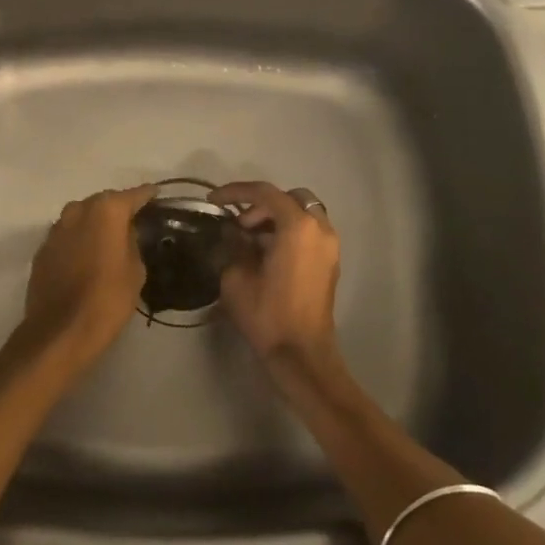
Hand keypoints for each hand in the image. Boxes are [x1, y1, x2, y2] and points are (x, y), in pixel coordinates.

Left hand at [19, 186, 155, 364]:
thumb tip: (126, 233)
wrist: (60, 331)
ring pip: (81, 216)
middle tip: (134, 221)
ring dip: (95, 223)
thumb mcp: (136, 271)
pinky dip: (78, 239)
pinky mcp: (42, 249)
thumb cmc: (107, 299)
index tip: (158, 195)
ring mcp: (56, 229)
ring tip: (109, 237)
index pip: (133, 195)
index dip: (147, 195)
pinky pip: (67, 235)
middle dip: (118, 208)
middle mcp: (78, 211)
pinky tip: (87, 255)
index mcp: (106, 211)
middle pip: (103, 202)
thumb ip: (133, 243)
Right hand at [211, 182, 342, 374]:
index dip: (235, 192)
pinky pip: (309, 232)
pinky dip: (289, 231)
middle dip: (261, 205)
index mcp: (297, 227)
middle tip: (238, 225)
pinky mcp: (330, 262)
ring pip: (302, 214)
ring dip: (276, 218)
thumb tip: (232, 232)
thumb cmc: (268, 314)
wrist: (301, 353)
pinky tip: (267, 252)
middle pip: (289, 199)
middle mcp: (319, 228)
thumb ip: (234, 245)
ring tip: (250, 239)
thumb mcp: (237, 277)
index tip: (213, 200)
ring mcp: (330, 245)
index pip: (264, 193)